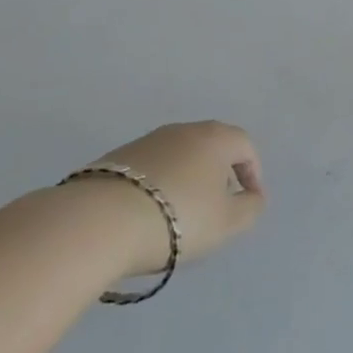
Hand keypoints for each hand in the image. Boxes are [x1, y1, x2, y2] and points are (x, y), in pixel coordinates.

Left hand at [80, 121, 265, 275]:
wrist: (99, 222)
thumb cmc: (178, 218)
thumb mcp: (227, 222)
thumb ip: (250, 208)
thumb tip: (253, 197)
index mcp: (215, 138)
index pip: (245, 146)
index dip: (253, 173)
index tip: (249, 201)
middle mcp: (183, 130)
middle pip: (211, 146)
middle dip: (219, 174)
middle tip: (218, 205)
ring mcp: (147, 141)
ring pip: (179, 156)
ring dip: (186, 179)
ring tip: (180, 214)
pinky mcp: (115, 158)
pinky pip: (150, 169)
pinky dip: (157, 186)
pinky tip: (148, 214)